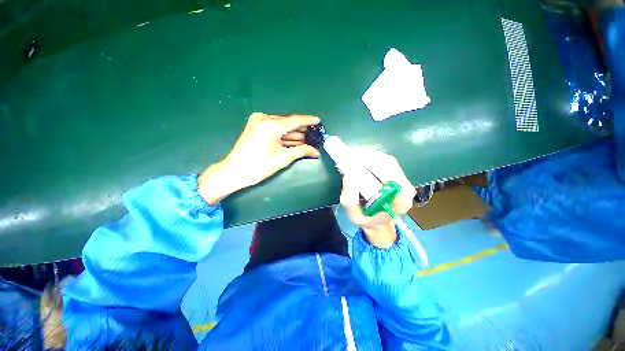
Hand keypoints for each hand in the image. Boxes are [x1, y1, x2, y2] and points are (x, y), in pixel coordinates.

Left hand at [198, 112, 320, 203]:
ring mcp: (258, 121)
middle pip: (288, 123)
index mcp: (271, 125)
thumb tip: (316, 151)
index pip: (294, 120)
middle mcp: (264, 118)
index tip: (318, 120)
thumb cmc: (259, 166)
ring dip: (293, 134)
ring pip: (281, 126)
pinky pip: (274, 129)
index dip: (308, 121)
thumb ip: (301, 151)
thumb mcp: (283, 158)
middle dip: (301, 130)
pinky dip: (283, 135)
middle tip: (314, 134)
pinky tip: (293, 140)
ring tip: (306, 140)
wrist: (234, 171)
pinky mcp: (255, 127)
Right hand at [340, 150, 415, 248]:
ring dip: (367, 156)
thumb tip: (348, 175)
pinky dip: (370, 157)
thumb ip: (350, 200)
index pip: (393, 178)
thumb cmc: (367, 220)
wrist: (376, 221)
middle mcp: (406, 188)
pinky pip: (384, 161)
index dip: (374, 167)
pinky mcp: (396, 173)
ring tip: (351, 158)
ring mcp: (403, 179)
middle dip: (367, 158)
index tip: (355, 163)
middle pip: (389, 164)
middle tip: (349, 157)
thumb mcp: (354, 216)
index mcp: (400, 202)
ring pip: (386, 160)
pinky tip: (357, 159)